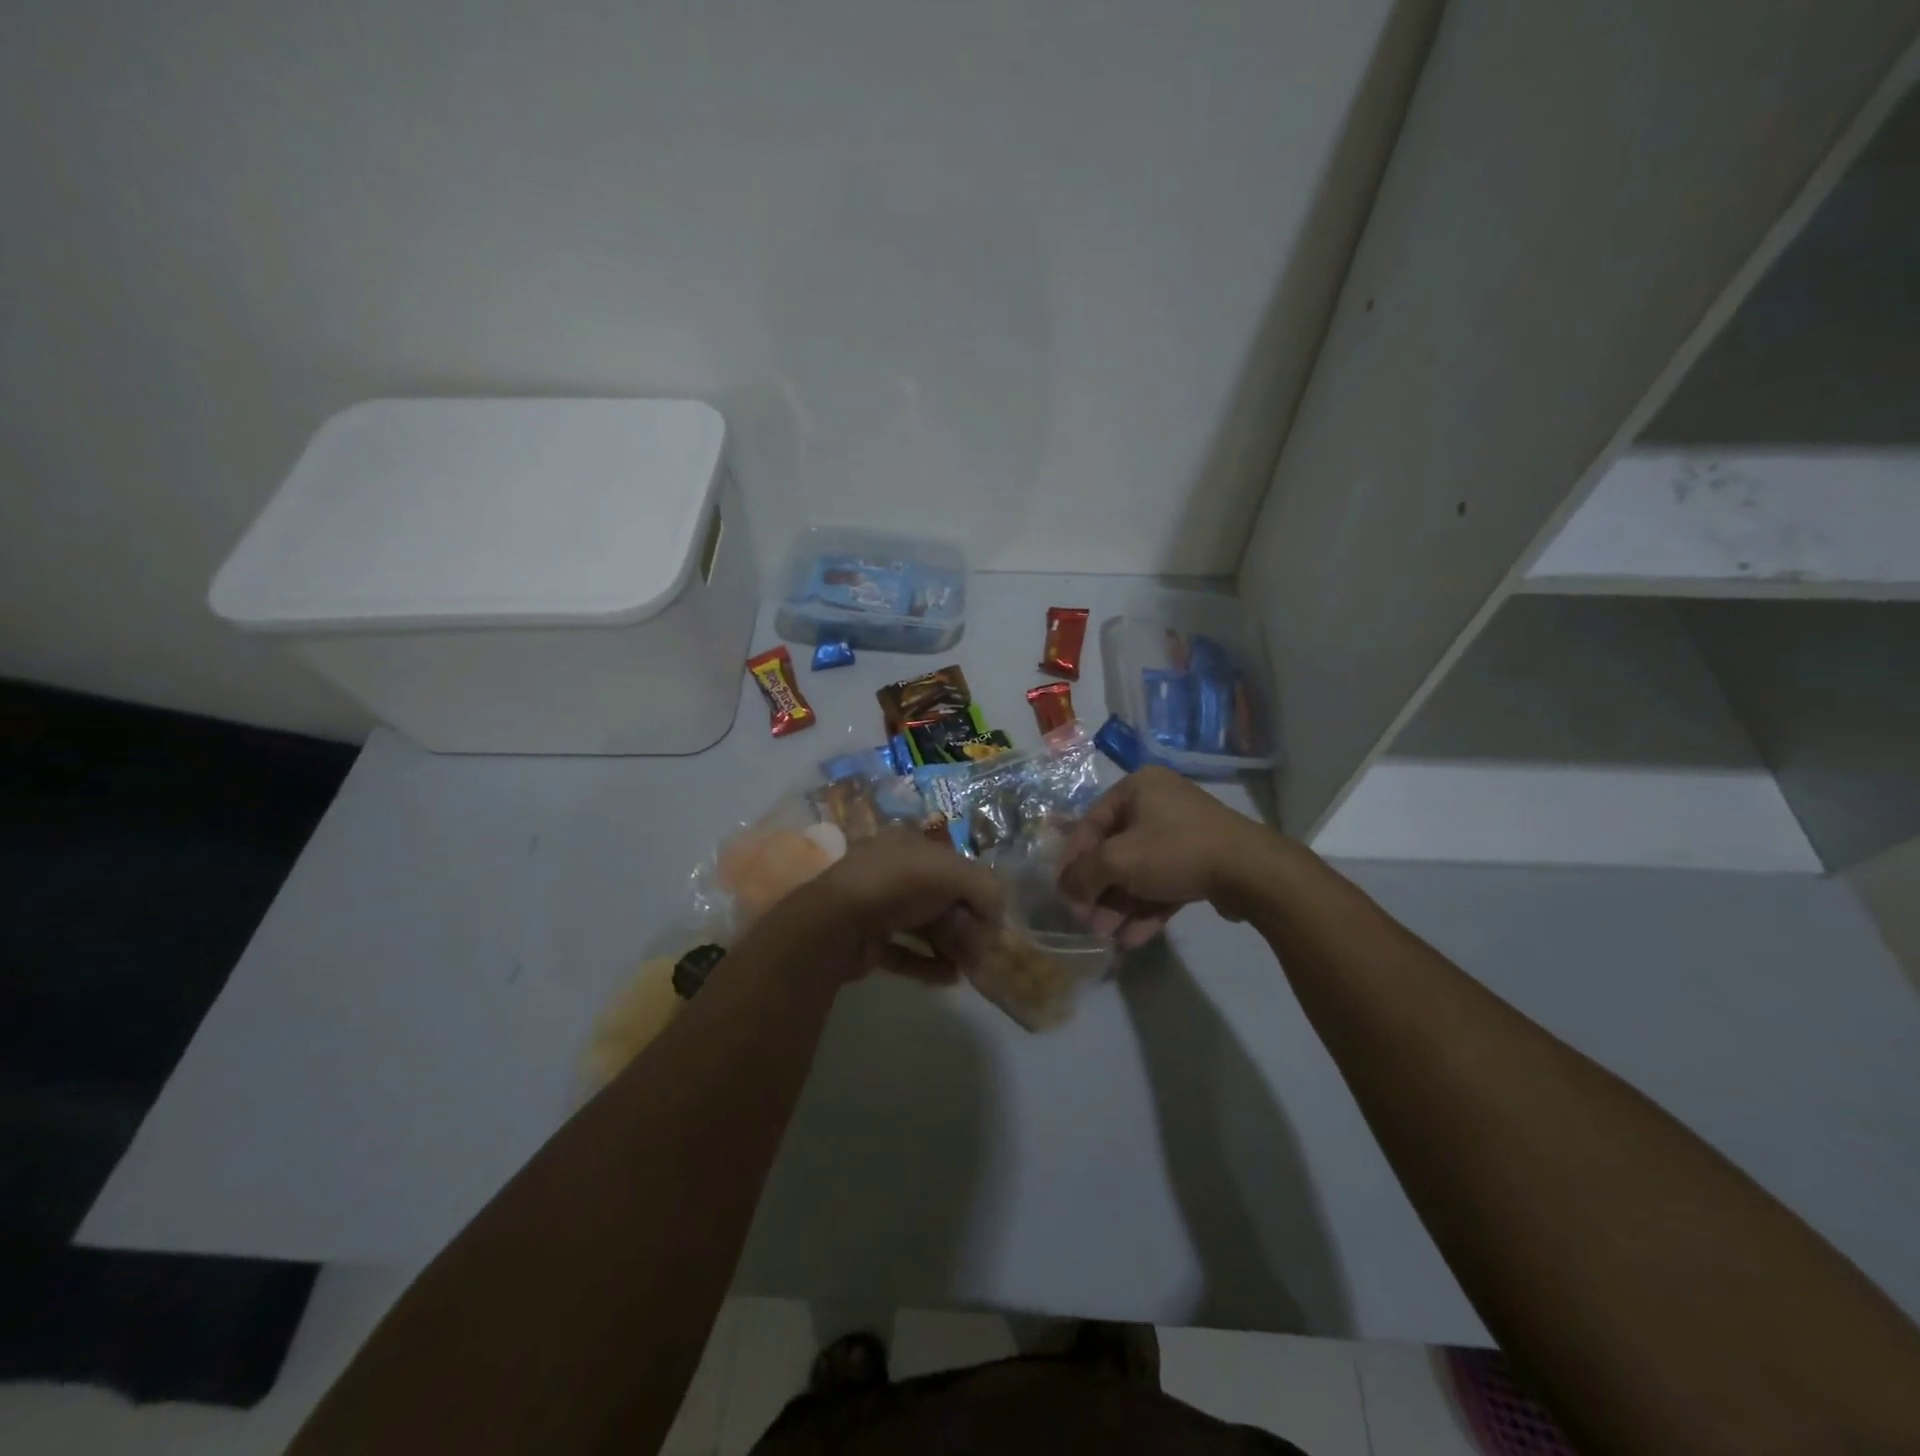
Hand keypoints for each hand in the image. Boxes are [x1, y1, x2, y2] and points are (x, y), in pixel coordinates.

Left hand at [778, 829, 1003, 984]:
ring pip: (923, 926)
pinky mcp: (866, 941)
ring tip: (972, 968)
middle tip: (984, 949)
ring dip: (951, 945)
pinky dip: (927, 965)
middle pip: (939, 898)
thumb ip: (984, 887)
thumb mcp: (951, 872)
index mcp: (908, 844)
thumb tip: (998, 914)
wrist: (836, 923)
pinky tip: (950, 979)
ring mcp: (876, 907)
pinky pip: (904, 953)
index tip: (993, 916)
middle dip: (965, 923)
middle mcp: (891, 871)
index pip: (952, 863)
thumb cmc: (897, 884)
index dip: (975, 887)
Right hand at [1056, 767, 1277, 945]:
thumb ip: (1082, 874)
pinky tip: (1133, 939)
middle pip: (1114, 851)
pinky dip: (1147, 908)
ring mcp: (1182, 834)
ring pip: (1139, 872)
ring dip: (1120, 905)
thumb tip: (1065, 890)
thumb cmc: (1174, 851)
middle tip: (1088, 922)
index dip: (1072, 861)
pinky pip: (1163, 883)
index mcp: (1137, 788)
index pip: (1090, 824)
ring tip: (1109, 937)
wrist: (1251, 872)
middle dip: (1099, 891)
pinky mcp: (1201, 862)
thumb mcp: (1117, 860)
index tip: (1063, 894)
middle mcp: (1158, 804)